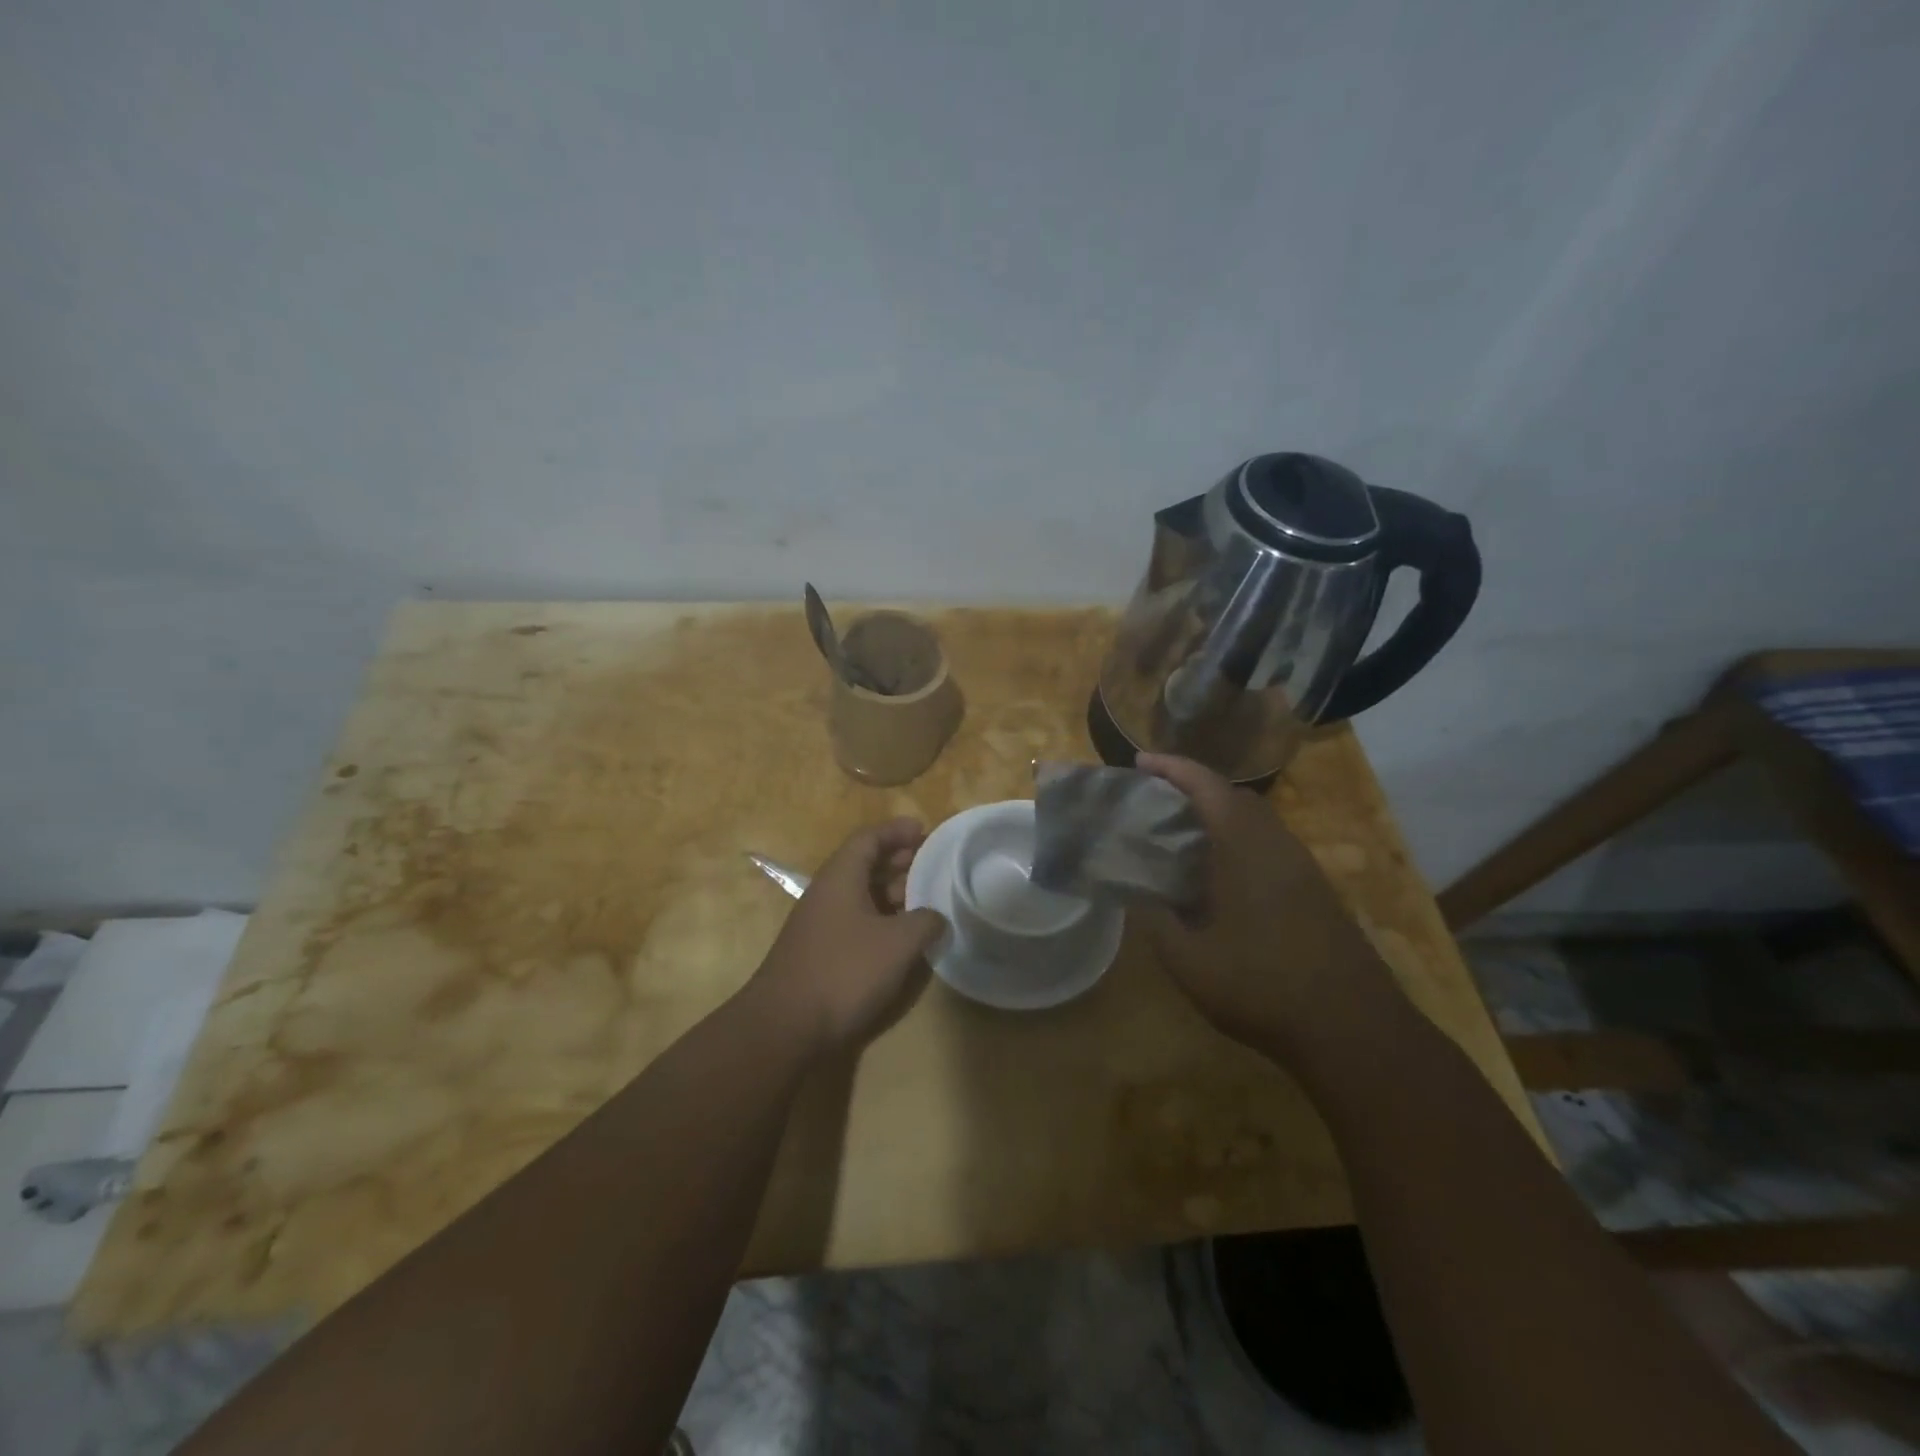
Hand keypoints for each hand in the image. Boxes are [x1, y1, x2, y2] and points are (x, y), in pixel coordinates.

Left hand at [749, 819, 946, 1056]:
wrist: (786, 1027)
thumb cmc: (844, 971)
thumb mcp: (897, 943)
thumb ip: (925, 922)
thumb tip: (937, 916)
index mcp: (840, 877)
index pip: (868, 838)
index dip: (897, 830)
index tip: (925, 830)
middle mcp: (827, 893)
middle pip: (864, 864)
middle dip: (899, 861)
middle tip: (932, 865)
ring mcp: (821, 924)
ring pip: (861, 895)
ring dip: (892, 893)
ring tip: (926, 900)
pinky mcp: (821, 952)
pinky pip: (856, 921)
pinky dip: (882, 920)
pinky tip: (902, 937)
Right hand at [1134, 753, 1395, 1051]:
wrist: (1353, 1030)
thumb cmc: (1262, 987)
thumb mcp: (1189, 961)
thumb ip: (1155, 922)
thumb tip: (1135, 895)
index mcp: (1245, 847)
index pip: (1206, 786)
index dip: (1172, 767)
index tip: (1140, 761)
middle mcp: (1277, 845)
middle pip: (1234, 797)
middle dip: (1194, 788)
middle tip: (1156, 801)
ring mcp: (1302, 868)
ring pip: (1256, 822)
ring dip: (1218, 815)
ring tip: (1181, 836)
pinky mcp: (1315, 892)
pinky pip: (1269, 846)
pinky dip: (1238, 841)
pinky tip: (1218, 877)